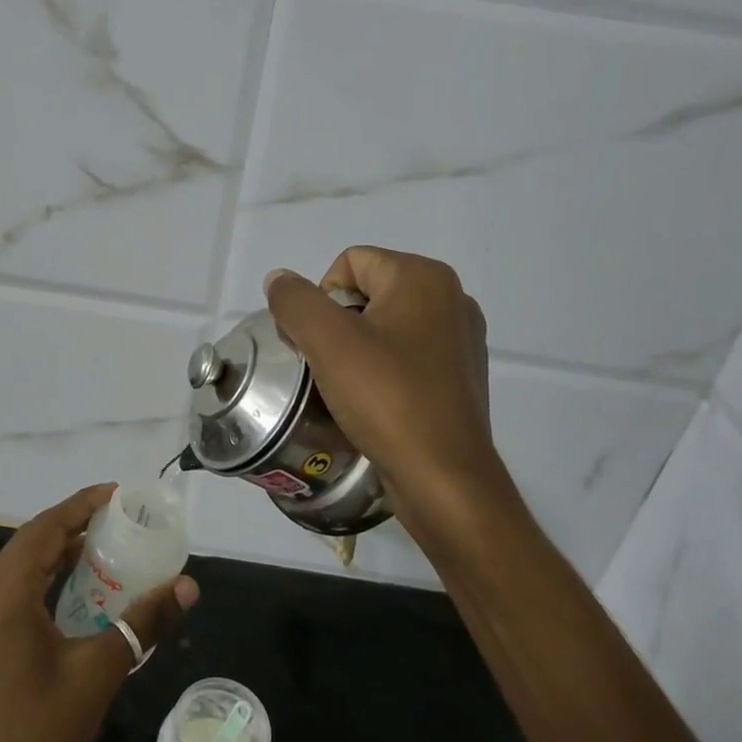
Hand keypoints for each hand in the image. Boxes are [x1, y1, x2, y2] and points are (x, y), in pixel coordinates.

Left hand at [0, 484, 198, 741]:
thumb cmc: (38, 733)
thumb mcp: (99, 672)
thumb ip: (143, 622)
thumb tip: (187, 586)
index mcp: (5, 594)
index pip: (45, 528)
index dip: (81, 505)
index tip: (117, 494)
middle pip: (30, 542)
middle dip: (72, 524)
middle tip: (118, 519)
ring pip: (18, 566)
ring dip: (57, 552)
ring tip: (103, 548)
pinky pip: (12, 591)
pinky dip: (44, 578)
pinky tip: (74, 592)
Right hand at [264, 247, 503, 537]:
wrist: (445, 478)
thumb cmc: (387, 399)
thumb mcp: (327, 343)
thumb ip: (295, 301)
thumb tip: (279, 280)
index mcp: (424, 278)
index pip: (350, 263)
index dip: (321, 299)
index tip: (320, 345)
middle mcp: (450, 297)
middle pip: (368, 292)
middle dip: (338, 325)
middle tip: (329, 367)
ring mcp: (461, 338)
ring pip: (385, 325)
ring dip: (357, 349)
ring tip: (349, 388)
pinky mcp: (461, 374)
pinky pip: (407, 354)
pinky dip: (383, 370)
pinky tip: (376, 402)